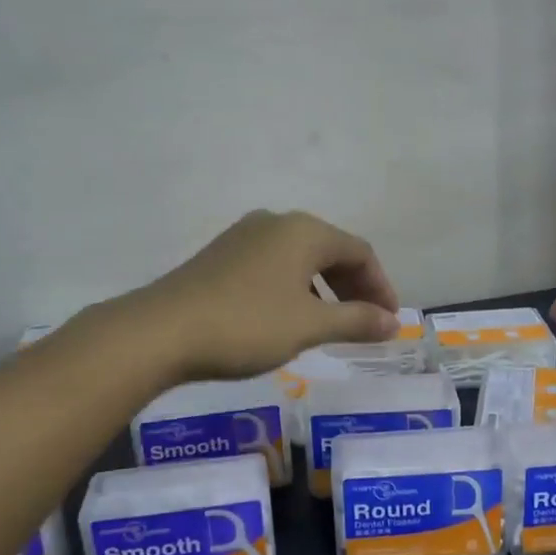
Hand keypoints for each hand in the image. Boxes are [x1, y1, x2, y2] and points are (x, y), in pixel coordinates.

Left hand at [121, 211, 400, 381]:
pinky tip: (288, 318)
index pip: (359, 251)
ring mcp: (244, 236)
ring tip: (330, 326)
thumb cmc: (247, 324)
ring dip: (324, 290)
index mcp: (304, 231)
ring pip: (300, 259)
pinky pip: (273, 266)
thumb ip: (356, 320)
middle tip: (365, 324)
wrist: (161, 331)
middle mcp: (276, 223)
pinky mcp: (221, 256)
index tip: (389, 321)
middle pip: (330, 251)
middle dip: (353, 287)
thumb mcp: (309, 325)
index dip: (380, 286)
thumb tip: (393, 322)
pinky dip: (294, 289)